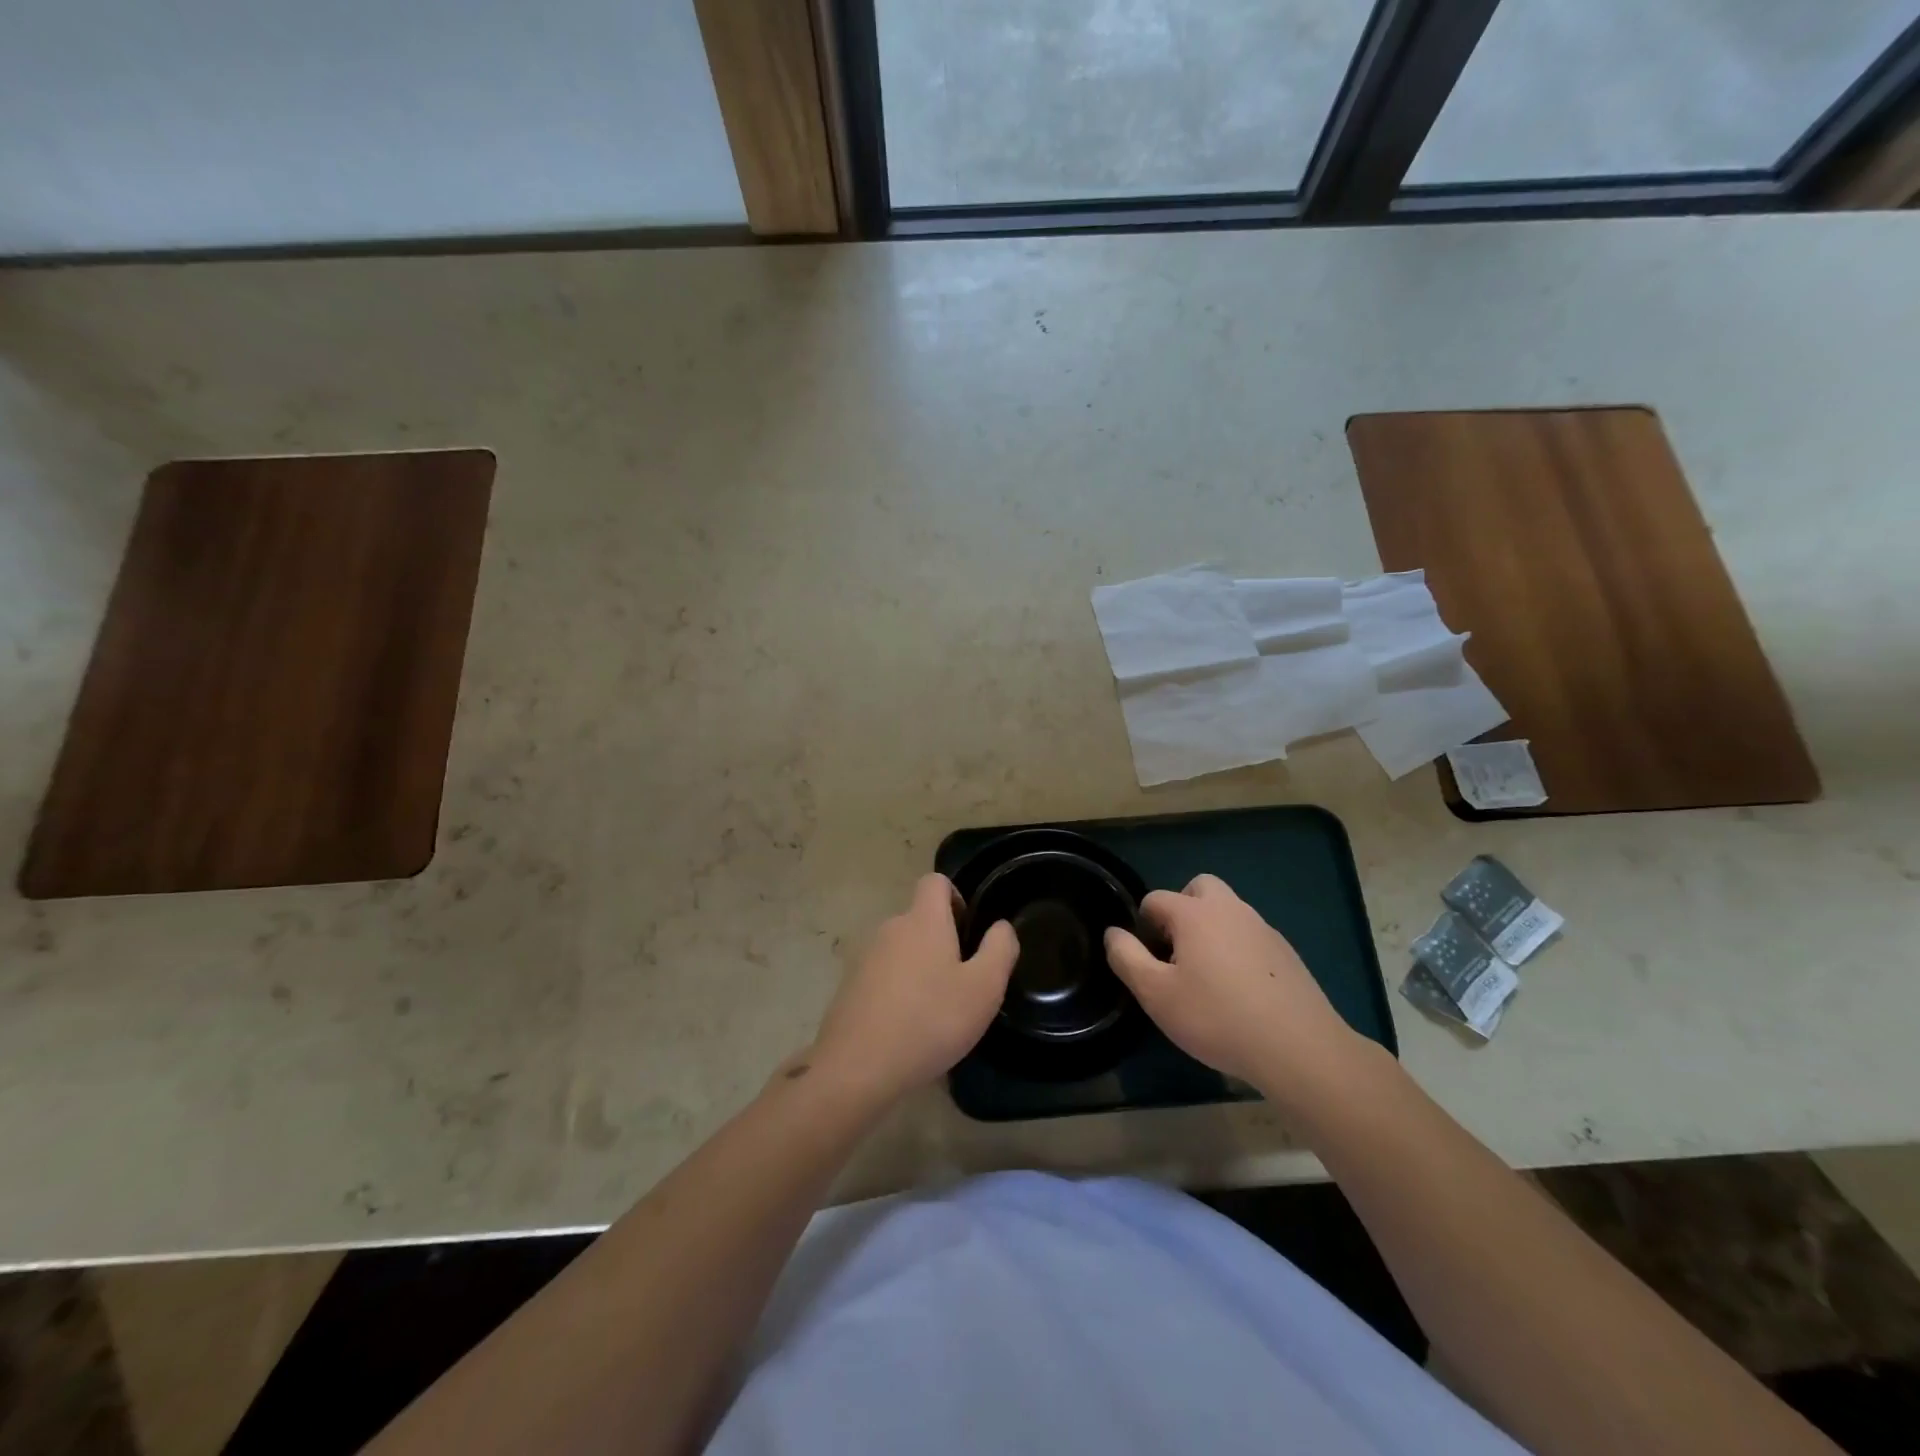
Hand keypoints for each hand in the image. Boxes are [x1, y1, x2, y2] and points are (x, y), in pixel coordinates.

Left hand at [808, 874, 1018, 1105]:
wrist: (857, 1066)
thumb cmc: (930, 1021)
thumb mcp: (984, 988)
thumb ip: (999, 950)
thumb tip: (1000, 926)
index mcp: (923, 920)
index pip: (935, 881)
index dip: (956, 897)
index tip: (969, 932)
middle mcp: (891, 929)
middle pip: (920, 919)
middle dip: (942, 942)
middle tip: (962, 983)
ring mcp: (865, 958)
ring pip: (902, 950)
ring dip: (920, 969)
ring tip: (936, 1011)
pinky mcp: (850, 987)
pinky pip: (883, 977)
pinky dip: (898, 992)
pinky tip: (908, 1029)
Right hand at [1104, 874, 1361, 1106]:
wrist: (1298, 1048)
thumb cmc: (1216, 1017)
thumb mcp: (1156, 994)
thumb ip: (1127, 958)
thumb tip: (1113, 933)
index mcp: (1194, 913)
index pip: (1155, 899)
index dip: (1143, 926)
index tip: (1147, 961)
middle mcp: (1230, 909)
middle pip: (1198, 889)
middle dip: (1182, 910)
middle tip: (1177, 953)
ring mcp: (1262, 928)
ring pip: (1228, 912)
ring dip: (1211, 930)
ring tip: (1208, 977)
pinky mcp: (1286, 953)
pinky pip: (1251, 937)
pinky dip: (1238, 951)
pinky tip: (1240, 992)